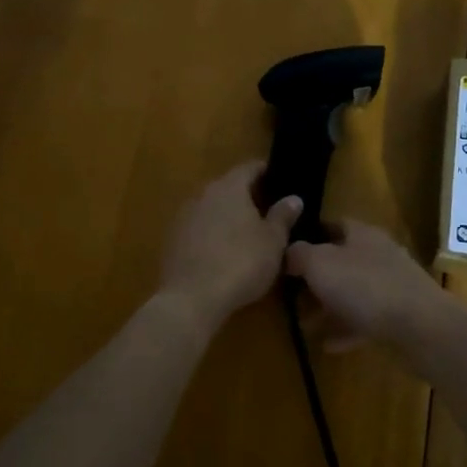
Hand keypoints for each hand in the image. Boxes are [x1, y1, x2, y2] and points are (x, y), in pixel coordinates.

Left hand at [158, 162, 302, 328]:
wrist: (192, 298)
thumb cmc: (241, 263)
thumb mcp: (273, 241)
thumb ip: (283, 216)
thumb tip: (293, 197)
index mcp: (229, 187)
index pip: (249, 168)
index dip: (265, 171)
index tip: (279, 178)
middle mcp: (203, 194)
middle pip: (228, 186)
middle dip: (246, 195)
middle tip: (267, 208)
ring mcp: (183, 217)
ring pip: (211, 208)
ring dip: (227, 215)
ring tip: (246, 232)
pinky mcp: (172, 240)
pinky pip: (198, 228)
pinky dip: (211, 234)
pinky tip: (222, 251)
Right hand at [284, 220, 448, 351]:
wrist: (421, 327)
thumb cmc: (365, 287)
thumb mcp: (319, 264)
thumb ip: (298, 254)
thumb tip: (288, 252)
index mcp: (361, 234)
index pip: (332, 224)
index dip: (309, 234)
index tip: (286, 251)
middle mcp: (378, 255)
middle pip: (342, 260)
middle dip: (316, 277)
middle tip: (290, 293)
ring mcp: (392, 286)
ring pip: (353, 292)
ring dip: (329, 307)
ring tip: (305, 324)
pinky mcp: (400, 315)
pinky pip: (365, 320)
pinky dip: (346, 329)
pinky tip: (328, 345)